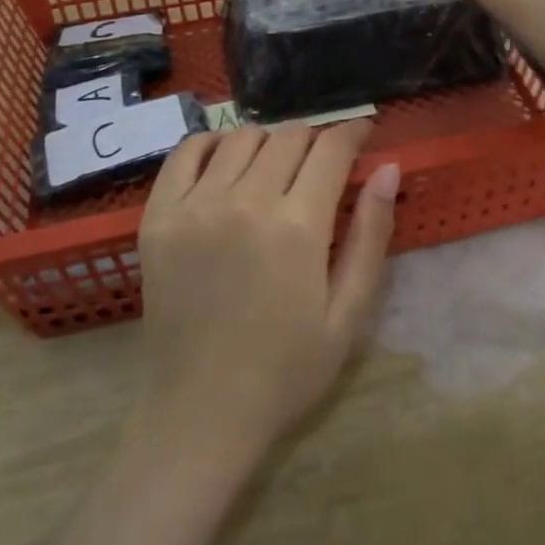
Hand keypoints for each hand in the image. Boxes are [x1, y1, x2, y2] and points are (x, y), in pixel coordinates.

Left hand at [137, 119, 399, 451]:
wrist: (202, 413)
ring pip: (241, 138)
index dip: (353, 132)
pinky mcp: (158, 218)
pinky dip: (211, 143)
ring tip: (279, 166)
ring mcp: (194, 207)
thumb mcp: (349, 314)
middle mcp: (244, 202)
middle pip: (287, 137)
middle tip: (324, 162)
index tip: (363, 133)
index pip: (330, 149)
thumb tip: (387, 167)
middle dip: (315, 138)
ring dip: (269, 141)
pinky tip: (227, 159)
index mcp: (297, 227)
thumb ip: (371, 235)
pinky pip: (185, 153)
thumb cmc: (287, 371)